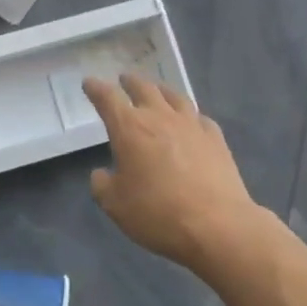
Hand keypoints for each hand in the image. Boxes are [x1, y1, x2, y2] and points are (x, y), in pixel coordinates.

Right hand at [84, 74, 259, 271]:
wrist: (217, 225)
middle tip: (124, 79)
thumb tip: (102, 174)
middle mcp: (160, 117)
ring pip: (174, 96)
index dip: (96, 88)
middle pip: (144, 88)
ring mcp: (192, 125)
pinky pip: (199, 117)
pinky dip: (189, 115)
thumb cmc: (157, 213)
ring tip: (157, 90)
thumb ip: (102, 185)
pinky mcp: (216, 139)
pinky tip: (191, 121)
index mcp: (130, 128)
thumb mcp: (115, 205)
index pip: (108, 98)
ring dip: (161, 90)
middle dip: (130, 82)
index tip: (89, 83)